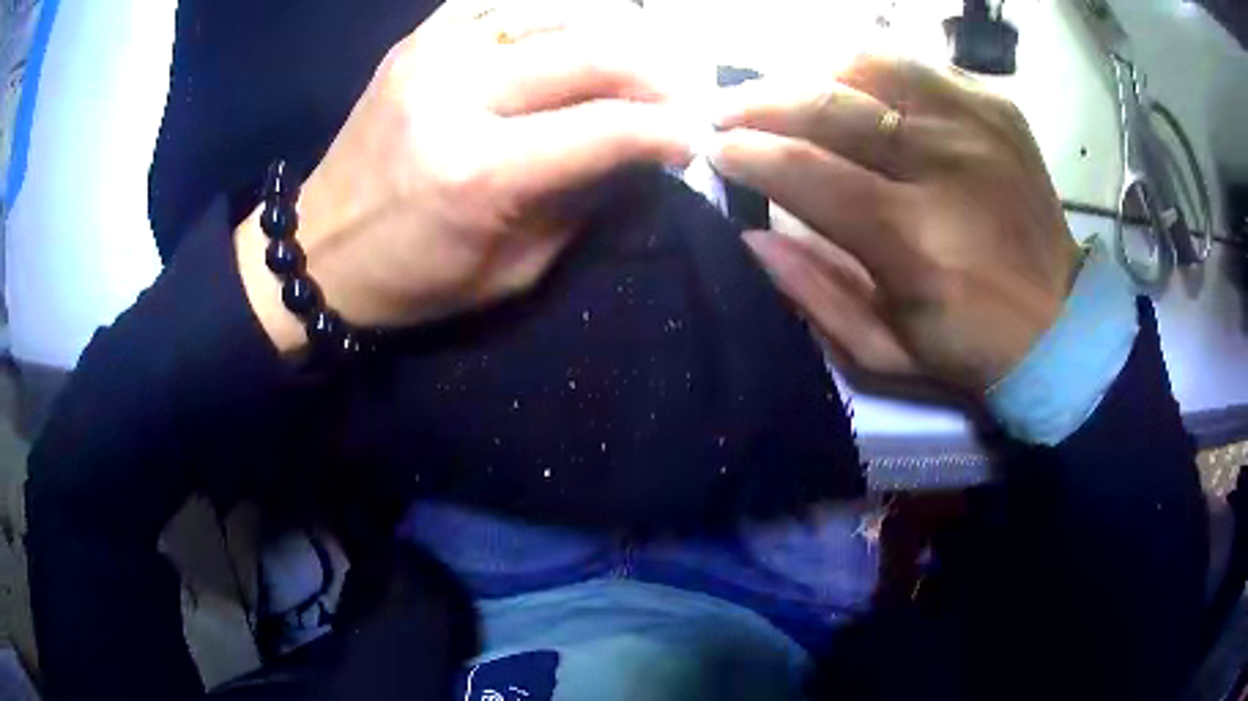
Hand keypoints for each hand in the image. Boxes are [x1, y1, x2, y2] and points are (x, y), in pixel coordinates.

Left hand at [238, 0, 696, 351]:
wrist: (318, 252)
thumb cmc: (414, 278)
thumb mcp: (512, 271)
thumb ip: (581, 203)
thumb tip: (638, 152)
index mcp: (480, 172)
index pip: (607, 128)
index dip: (667, 128)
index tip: (695, 135)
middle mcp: (457, 95)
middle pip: (589, 53)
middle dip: (654, 70)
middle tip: (679, 90)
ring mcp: (432, 55)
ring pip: (551, 12)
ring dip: (609, 31)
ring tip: (634, 59)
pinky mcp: (416, 42)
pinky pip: (497, 1)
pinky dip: (546, 10)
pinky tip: (567, 31)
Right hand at [709, 56, 1080, 393]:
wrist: (1063, 324)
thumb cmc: (971, 347)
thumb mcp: (884, 352)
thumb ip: (812, 294)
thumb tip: (749, 235)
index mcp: (916, 240)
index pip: (807, 170)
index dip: (748, 153)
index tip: (715, 149)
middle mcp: (947, 165)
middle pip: (832, 102)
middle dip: (761, 99)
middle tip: (724, 107)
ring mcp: (977, 125)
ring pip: (870, 62)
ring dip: (813, 72)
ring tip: (789, 92)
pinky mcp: (997, 107)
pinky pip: (916, 63)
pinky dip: (872, 68)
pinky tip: (856, 90)